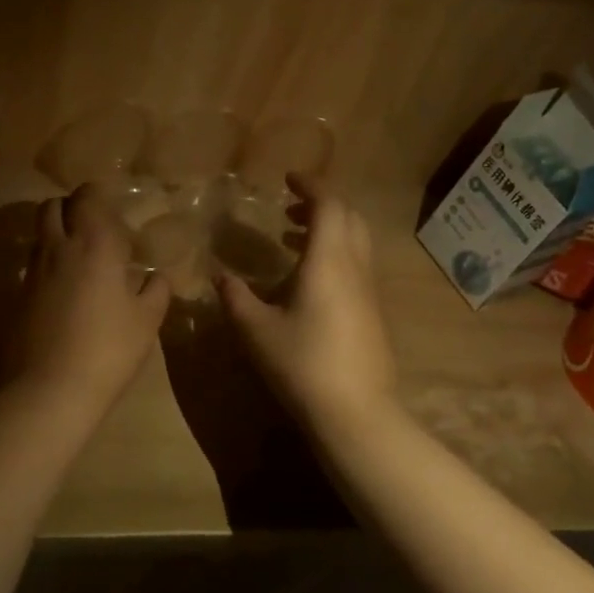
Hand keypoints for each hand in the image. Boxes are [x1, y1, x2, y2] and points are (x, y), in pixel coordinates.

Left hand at [10, 184, 170, 411]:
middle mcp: (56, 249)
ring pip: (39, 236)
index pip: (86, 197)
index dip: (96, 197)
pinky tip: (65, 294)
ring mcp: (31, 273)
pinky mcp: (17, 298)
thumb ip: (155, 291)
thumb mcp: (146, 321)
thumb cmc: (108, 350)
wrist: (49, 389)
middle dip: (69, 209)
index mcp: (93, 244)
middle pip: (51, 207)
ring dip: (56, 237)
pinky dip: (47, 268)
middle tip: (92, 230)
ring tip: (80, 262)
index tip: (112, 211)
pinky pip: (32, 268)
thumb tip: (156, 277)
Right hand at [217, 174, 395, 426]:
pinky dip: (335, 255)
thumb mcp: (256, 330)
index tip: (288, 180)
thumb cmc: (302, 364)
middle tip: (290, 210)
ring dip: (329, 230)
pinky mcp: (372, 314)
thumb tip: (220, 276)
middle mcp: (355, 268)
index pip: (329, 205)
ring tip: (292, 239)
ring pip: (356, 243)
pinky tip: (307, 281)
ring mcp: (369, 292)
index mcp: (328, 261)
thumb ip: (235, 298)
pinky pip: (356, 266)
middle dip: (322, 205)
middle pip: (350, 218)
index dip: (311, 186)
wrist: (355, 412)